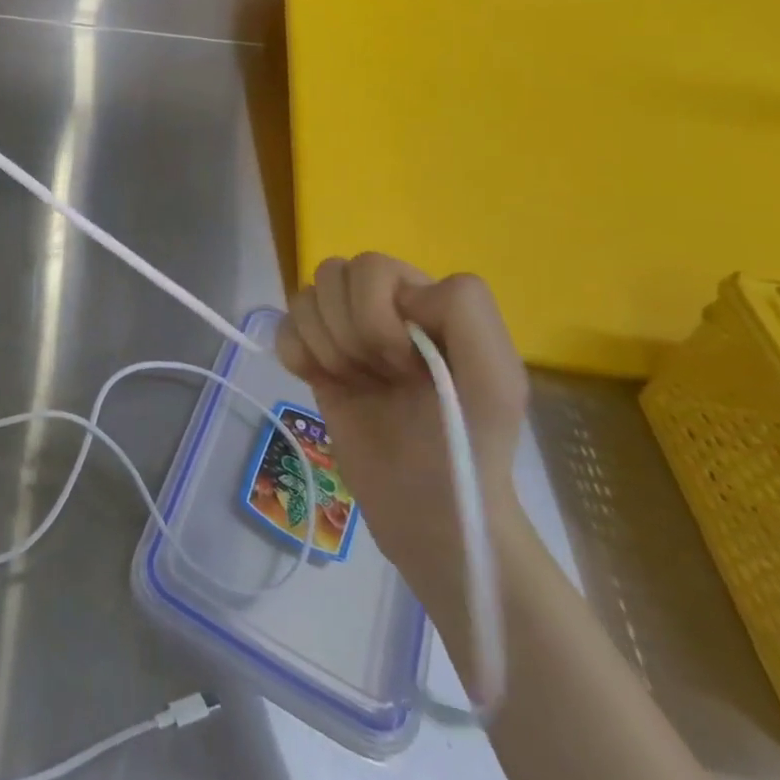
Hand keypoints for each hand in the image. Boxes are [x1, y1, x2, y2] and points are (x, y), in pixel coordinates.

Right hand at [276, 254, 527, 615]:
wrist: (429, 513)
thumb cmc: (467, 445)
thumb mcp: (496, 379)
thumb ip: (466, 312)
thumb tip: (401, 295)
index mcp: (423, 299)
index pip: (372, 267)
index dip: (379, 315)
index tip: (408, 366)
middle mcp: (381, 306)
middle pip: (331, 274)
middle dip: (350, 330)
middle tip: (381, 375)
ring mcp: (344, 332)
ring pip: (303, 297)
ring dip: (325, 345)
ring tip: (356, 382)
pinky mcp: (313, 360)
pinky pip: (283, 327)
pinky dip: (296, 354)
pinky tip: (321, 382)